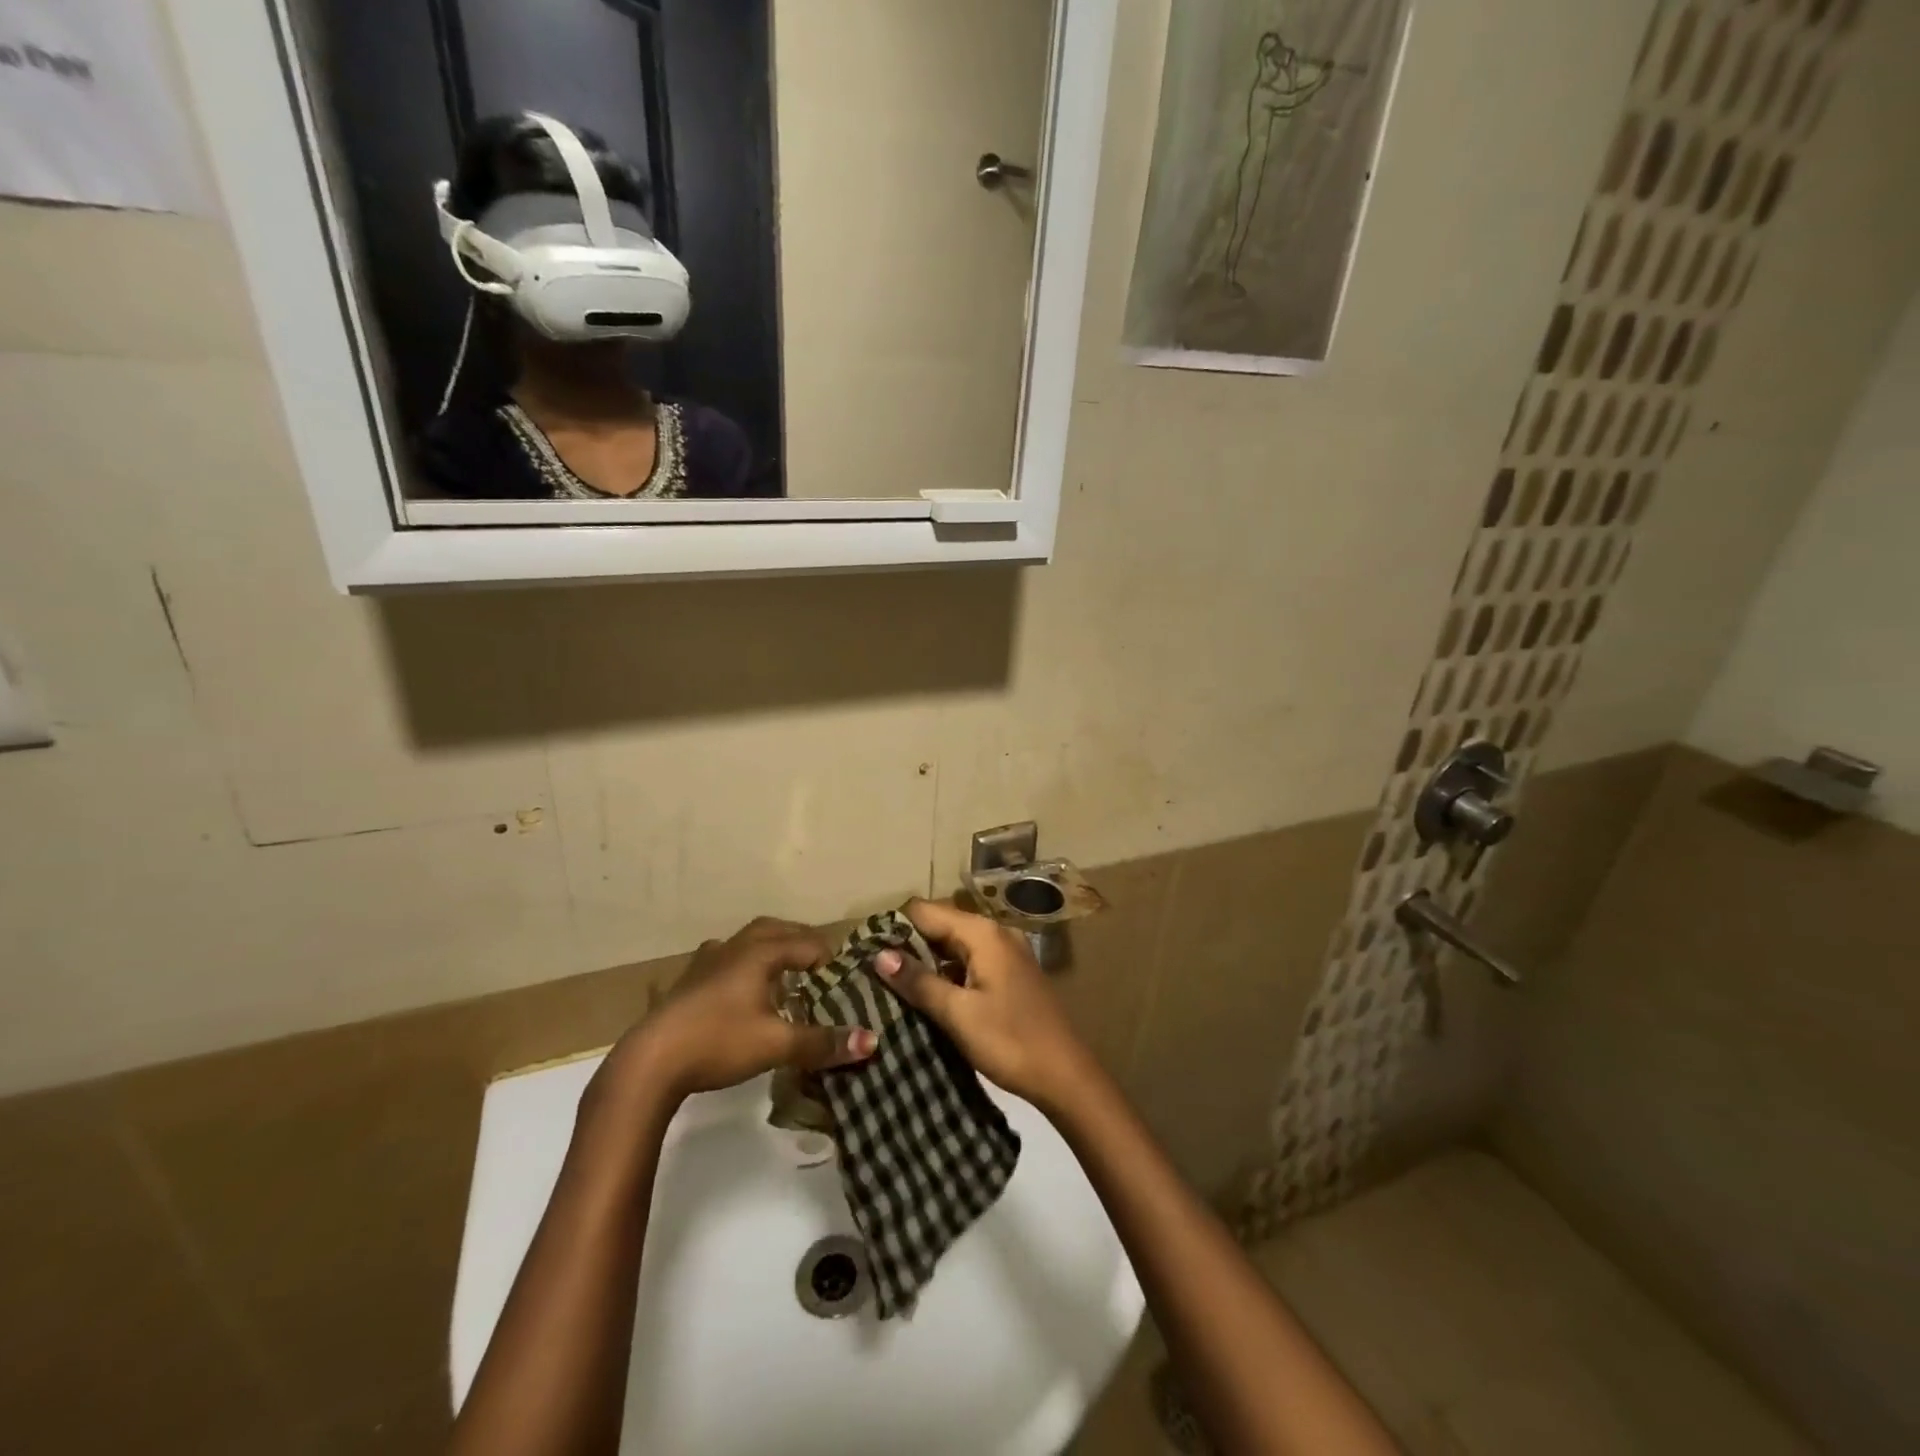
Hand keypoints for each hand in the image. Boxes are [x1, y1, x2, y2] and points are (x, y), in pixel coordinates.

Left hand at [614, 917, 877, 1102]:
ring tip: (783, 973)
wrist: (649, 1062)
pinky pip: (725, 959)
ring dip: (769, 949)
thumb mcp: (776, 1045)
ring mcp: (706, 962)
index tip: (844, 980)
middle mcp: (734, 947)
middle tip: (819, 965)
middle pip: (775, 930)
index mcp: (760, 952)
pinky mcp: (687, 981)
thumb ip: (823, 1042)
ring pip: (746, 941)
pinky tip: (741, 990)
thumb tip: (873, 1040)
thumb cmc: (718, 1042)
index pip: (807, 943)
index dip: (830, 959)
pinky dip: (742, 965)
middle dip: (800, 942)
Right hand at [874, 898, 1100, 1113]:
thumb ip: (919, 981)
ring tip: (890, 984)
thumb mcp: (958, 1013)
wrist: (1065, 1075)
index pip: (926, 911)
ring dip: (926, 962)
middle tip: (872, 971)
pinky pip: (969, 962)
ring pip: (954, 946)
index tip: (865, 950)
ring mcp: (1005, 953)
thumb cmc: (1009, 1040)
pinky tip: (926, 997)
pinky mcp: (1010, 975)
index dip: (895, 927)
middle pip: (940, 925)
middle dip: (908, 945)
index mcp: (982, 933)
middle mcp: (995, 933)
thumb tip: (879, 955)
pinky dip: (946, 974)